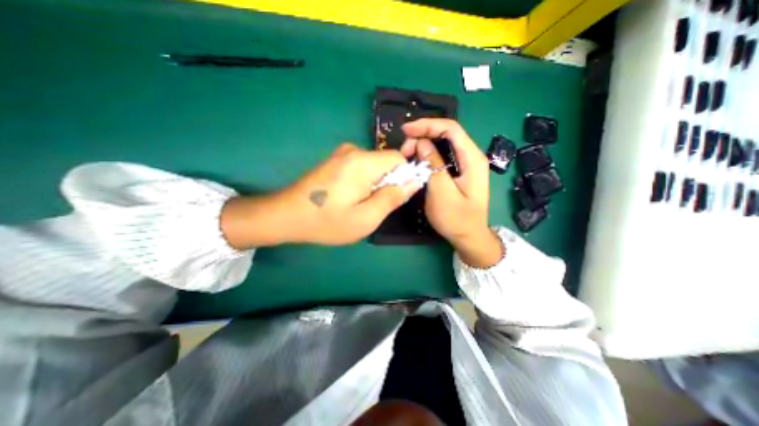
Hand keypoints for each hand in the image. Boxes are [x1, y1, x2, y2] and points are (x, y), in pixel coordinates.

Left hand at [220, 146, 419, 248]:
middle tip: (372, 206)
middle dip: (387, 183)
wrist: (286, 215)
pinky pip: (361, 167)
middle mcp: (353, 150)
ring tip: (359, 204)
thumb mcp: (366, 218)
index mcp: (363, 162)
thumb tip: (413, 181)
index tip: (393, 197)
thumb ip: (392, 198)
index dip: (403, 177)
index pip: (399, 158)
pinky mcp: (335, 160)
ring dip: (374, 184)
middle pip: (386, 162)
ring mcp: (342, 154)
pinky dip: (363, 182)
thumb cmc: (327, 221)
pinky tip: (349, 197)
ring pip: (374, 166)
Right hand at [399, 117, 502, 266]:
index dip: (427, 125)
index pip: (450, 128)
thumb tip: (421, 143)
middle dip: (423, 136)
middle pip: (446, 134)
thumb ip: (433, 164)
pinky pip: (442, 156)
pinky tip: (416, 161)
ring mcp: (465, 164)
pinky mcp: (458, 172)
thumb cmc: (456, 219)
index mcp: (472, 158)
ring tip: (407, 155)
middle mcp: (471, 156)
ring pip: (443, 144)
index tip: (406, 130)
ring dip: (423, 145)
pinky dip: (427, 155)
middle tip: (404, 150)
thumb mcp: (442, 191)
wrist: (469, 237)